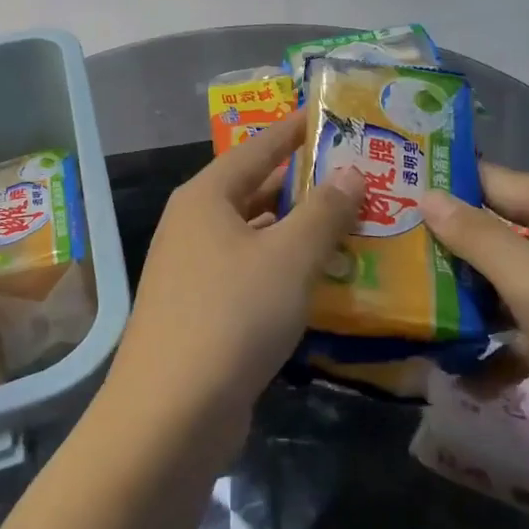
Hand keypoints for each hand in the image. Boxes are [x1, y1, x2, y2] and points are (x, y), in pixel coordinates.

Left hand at [105, 111, 365, 460]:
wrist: (170, 414)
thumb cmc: (231, 315)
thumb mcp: (289, 258)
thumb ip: (324, 212)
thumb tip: (350, 172)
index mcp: (206, 197)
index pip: (257, 148)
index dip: (293, 130)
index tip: (325, 115)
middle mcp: (195, 225)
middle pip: (256, 191)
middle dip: (305, 185)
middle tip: (358, 175)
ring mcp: (194, 270)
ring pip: (257, 236)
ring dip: (300, 232)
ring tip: (354, 223)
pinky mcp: (203, 311)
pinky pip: (252, 274)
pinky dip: (286, 271)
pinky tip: (324, 281)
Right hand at [422, 164, 528, 487]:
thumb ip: (475, 236)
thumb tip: (426, 195)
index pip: (495, 182)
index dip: (447, 190)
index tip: (394, 201)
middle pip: (505, 229)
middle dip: (454, 249)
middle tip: (397, 259)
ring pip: (518, 277)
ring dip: (475, 298)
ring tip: (420, 312)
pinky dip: (508, 340)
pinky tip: (468, 373)